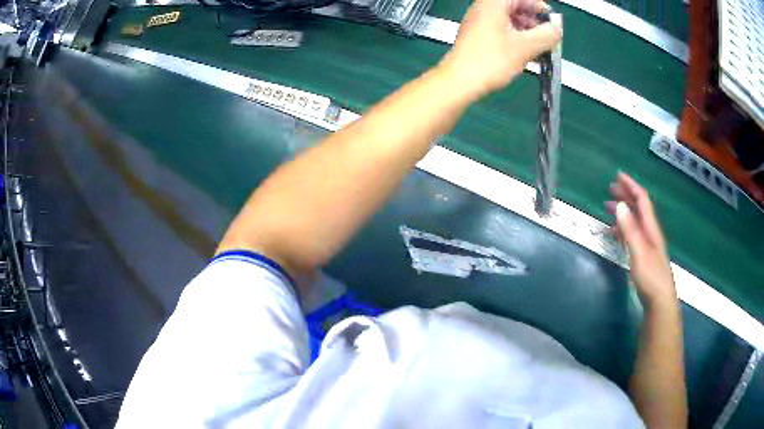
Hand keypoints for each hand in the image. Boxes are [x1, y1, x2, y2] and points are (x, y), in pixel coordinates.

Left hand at [439, 0, 561, 99]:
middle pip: (516, 7)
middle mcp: (485, 8)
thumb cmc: (490, 61)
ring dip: (528, 32)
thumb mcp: (525, 47)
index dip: (539, 7)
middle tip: (548, 38)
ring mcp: (480, 22)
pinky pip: (503, 31)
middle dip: (535, 21)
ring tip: (541, 49)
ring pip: (510, 20)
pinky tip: (528, 55)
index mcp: (493, 3)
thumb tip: (557, 29)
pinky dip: (517, 39)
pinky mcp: (479, 36)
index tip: (552, 22)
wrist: (459, 81)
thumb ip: (546, 35)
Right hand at [607, 172, 676, 306]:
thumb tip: (620, 205)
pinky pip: (632, 234)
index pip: (642, 200)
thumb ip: (630, 229)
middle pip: (639, 208)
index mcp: (651, 228)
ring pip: (635, 221)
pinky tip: (615, 233)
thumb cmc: (651, 276)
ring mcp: (647, 245)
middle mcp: (650, 232)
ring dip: (623, 211)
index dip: (631, 186)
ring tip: (609, 208)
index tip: (618, 176)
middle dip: (626, 195)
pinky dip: (623, 229)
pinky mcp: (643, 256)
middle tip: (611, 188)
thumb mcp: (639, 252)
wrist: (660, 301)